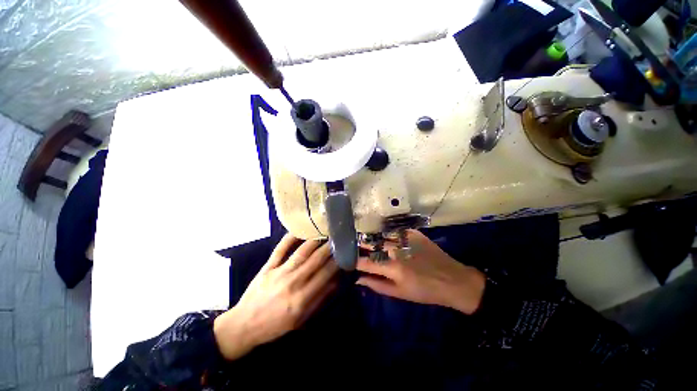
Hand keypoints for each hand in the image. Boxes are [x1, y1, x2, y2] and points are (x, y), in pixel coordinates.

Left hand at [214, 234, 338, 359]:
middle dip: (330, 247)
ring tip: (326, 232)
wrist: (244, 326)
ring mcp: (279, 272)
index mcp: (302, 299)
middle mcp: (293, 282)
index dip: (337, 262)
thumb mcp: (301, 320)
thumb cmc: (275, 325)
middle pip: (316, 259)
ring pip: (302, 251)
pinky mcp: (268, 267)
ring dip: (316, 240)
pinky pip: (280, 249)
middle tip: (339, 238)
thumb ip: (320, 300)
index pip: (326, 274)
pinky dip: (290, 238)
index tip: (345, 253)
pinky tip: (300, 229)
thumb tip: (336, 282)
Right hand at [357, 229, 484, 314]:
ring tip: (370, 241)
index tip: (350, 260)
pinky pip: (395, 231)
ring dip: (374, 239)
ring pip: (382, 235)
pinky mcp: (414, 233)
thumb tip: (358, 279)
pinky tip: (387, 238)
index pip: (366, 262)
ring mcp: (406, 239)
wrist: (453, 280)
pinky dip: (388, 234)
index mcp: (392, 268)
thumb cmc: (424, 291)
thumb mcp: (400, 293)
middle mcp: (397, 250)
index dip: (355, 260)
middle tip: (357, 247)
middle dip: (362, 245)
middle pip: (372, 244)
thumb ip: (377, 285)